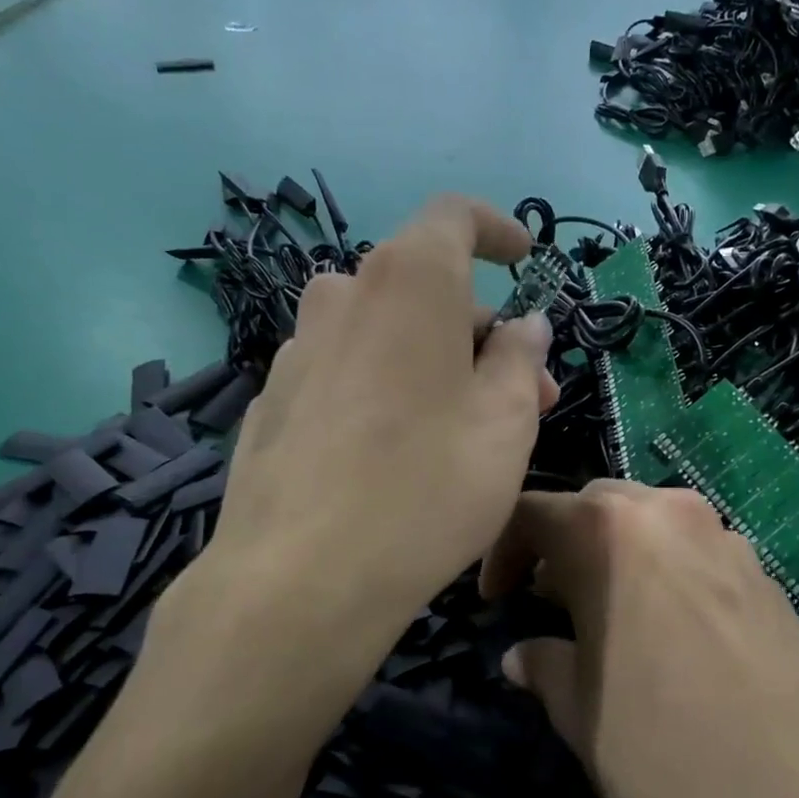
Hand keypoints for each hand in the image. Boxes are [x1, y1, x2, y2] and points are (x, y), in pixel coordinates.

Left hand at [133, 196, 554, 757]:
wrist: (300, 580)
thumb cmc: (428, 486)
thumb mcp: (506, 421)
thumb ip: (521, 358)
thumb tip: (523, 325)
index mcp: (407, 281)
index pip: (454, 217)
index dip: (496, 229)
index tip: (525, 260)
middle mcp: (343, 296)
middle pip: (425, 287)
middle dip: (482, 330)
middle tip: (524, 394)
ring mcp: (299, 349)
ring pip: (386, 332)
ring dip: (435, 361)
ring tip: (467, 427)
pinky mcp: (273, 401)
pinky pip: (347, 371)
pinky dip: (386, 386)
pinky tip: (399, 452)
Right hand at [480, 481, 798, 797]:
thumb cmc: (662, 752)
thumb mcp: (580, 711)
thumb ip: (544, 665)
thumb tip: (524, 655)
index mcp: (607, 533)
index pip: (532, 513)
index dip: (503, 551)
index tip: (498, 599)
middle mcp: (668, 514)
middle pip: (597, 506)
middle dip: (565, 546)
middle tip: (553, 602)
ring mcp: (725, 538)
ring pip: (653, 524)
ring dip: (619, 555)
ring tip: (615, 616)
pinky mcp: (766, 572)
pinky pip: (700, 552)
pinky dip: (670, 573)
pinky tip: (676, 634)